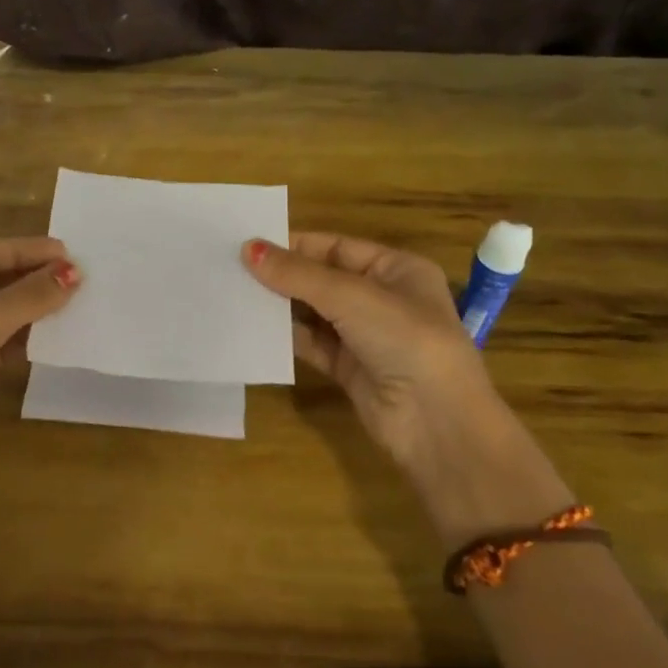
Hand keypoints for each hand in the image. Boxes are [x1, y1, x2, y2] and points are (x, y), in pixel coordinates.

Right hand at [243, 233, 571, 544]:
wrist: (436, 424)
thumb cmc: (406, 340)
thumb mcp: (352, 298)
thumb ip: (298, 275)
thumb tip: (247, 248)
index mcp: (397, 270)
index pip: (337, 247)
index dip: (295, 245)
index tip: (248, 243)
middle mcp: (382, 299)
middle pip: (322, 278)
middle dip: (282, 275)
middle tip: (231, 268)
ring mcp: (365, 335)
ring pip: (314, 312)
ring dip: (280, 305)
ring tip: (234, 293)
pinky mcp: (348, 368)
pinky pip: (311, 343)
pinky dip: (285, 336)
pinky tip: (254, 328)